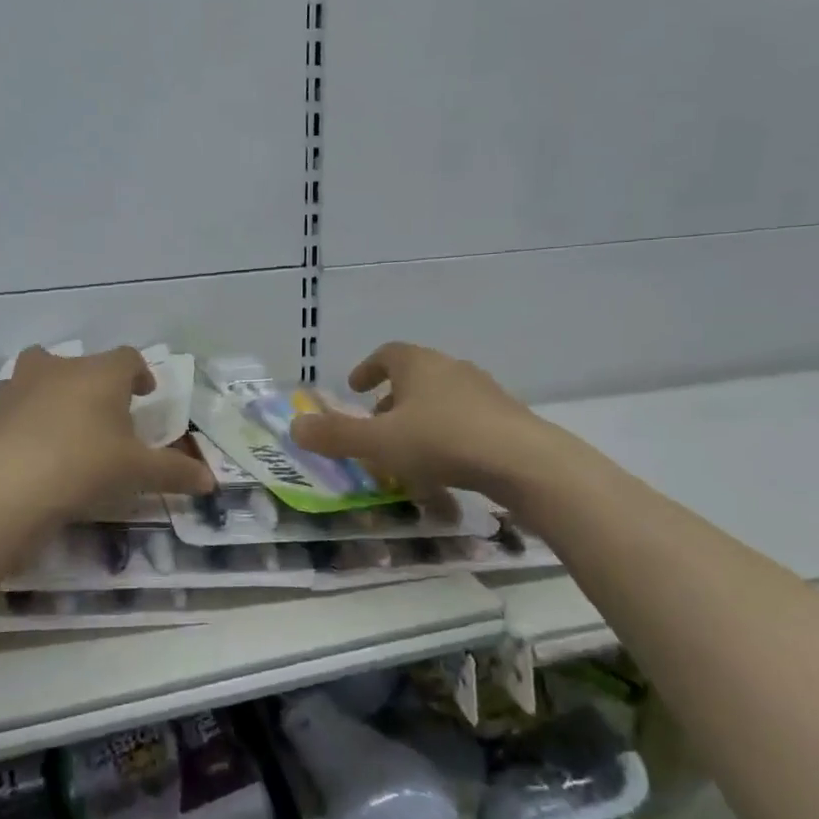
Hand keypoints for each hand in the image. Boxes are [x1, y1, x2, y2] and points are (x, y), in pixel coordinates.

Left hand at [0, 347, 215, 520]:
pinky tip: (25, 441)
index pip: (128, 358)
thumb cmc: (86, 467)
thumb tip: (210, 482)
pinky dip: (21, 413)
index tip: (144, 395)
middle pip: (82, 363)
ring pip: (40, 372)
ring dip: (52, 390)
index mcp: (102, 373)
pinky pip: (11, 401)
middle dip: (94, 383)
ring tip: (60, 423)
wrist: (10, 488)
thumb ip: (176, 472)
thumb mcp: (138, 473)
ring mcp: (19, 383)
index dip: (139, 374)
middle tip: (103, 415)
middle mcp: (60, 366)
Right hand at [288, 342, 555, 498]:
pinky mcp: (507, 417)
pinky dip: (448, 433)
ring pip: (442, 398)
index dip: (367, 369)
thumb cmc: (442, 442)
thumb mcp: (378, 444)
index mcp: (418, 365)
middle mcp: (451, 369)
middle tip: (377, 423)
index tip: (355, 387)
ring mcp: (484, 391)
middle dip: (392, 398)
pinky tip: (446, 465)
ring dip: (421, 417)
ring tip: (409, 448)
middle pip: (416, 375)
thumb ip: (335, 436)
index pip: (387, 354)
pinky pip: (466, 419)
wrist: (524, 461)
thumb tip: (294, 426)